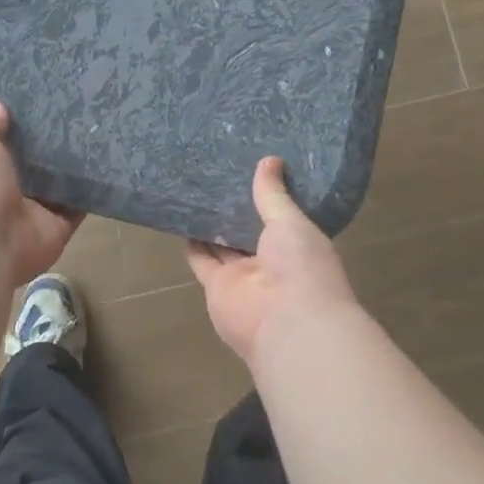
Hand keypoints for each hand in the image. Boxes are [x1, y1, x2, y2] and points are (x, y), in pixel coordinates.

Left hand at [0, 97, 82, 285]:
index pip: (5, 148)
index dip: (21, 130)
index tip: (42, 105)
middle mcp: (10, 193)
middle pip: (37, 166)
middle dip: (53, 146)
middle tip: (79, 114)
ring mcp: (37, 212)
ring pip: (61, 185)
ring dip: (76, 168)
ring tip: (100, 133)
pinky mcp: (61, 226)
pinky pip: (80, 205)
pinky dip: (92, 191)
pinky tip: (108, 164)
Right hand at [187, 156, 360, 369]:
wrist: (287, 323)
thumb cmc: (301, 266)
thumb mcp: (291, 221)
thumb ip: (274, 194)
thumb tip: (270, 160)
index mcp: (297, 243)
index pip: (280, 215)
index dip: (267, 194)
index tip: (253, 165)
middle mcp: (270, 260)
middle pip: (248, 228)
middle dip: (236, 206)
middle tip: (219, 170)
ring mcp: (243, 275)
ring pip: (223, 243)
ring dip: (212, 221)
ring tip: (197, 187)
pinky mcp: (216, 286)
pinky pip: (201, 259)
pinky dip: (192, 242)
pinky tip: (181, 215)